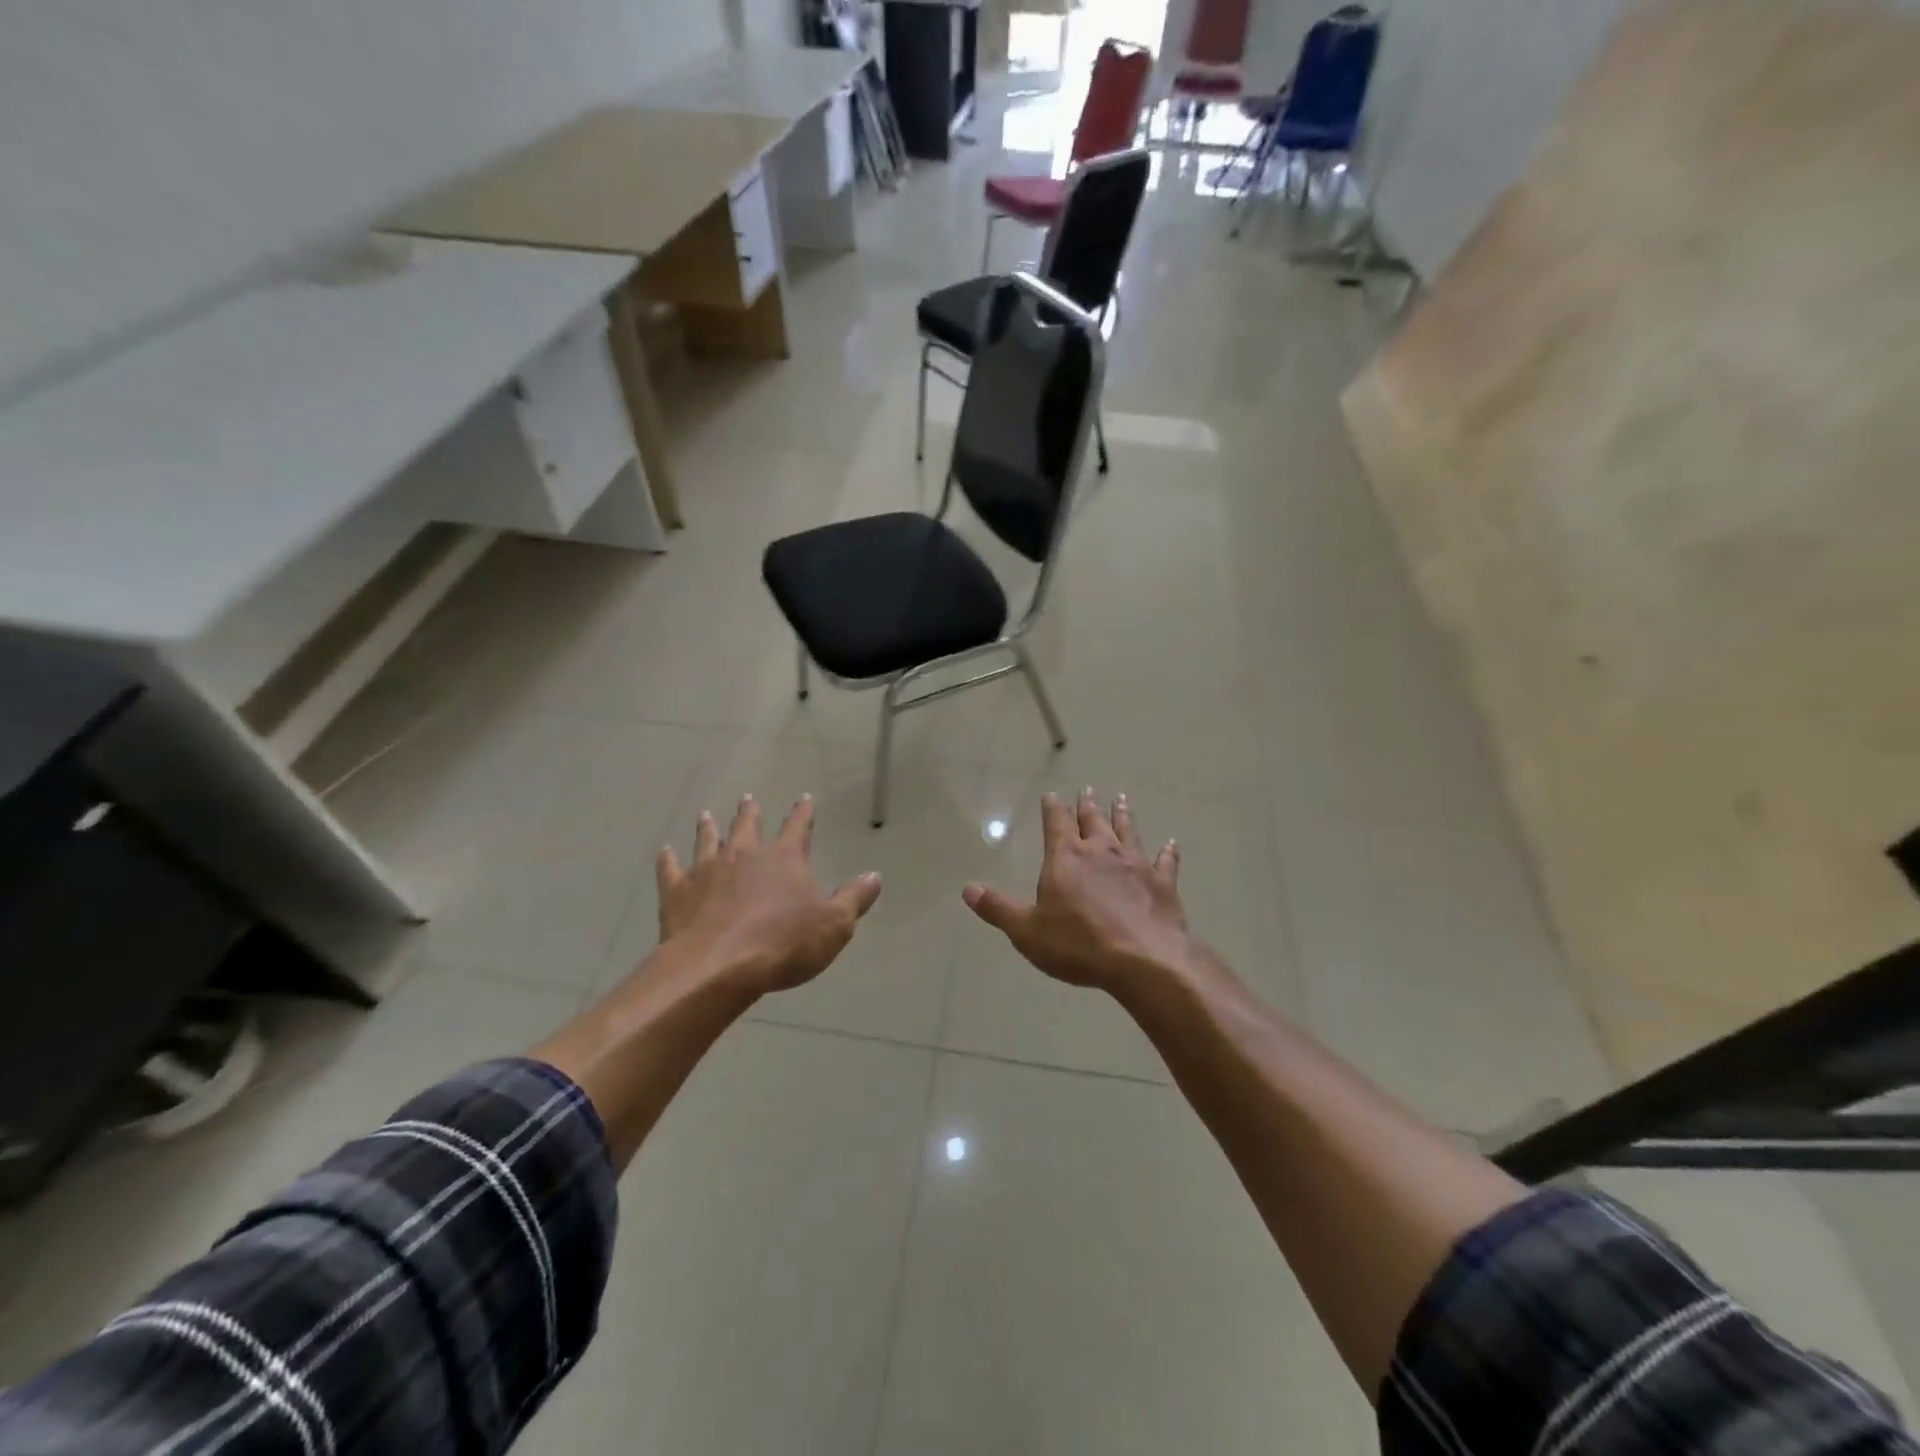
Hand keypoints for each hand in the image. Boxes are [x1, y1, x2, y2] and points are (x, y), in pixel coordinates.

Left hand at [656, 795, 881, 995]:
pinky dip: (668, 860)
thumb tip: (874, 876)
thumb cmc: (783, 945)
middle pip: (747, 825)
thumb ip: (854, 899)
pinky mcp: (677, 892)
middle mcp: (744, 855)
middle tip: (748, 799)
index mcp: (784, 859)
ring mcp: (707, 870)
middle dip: (750, 812)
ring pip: (708, 840)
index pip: (797, 827)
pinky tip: (665, 852)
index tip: (804, 798)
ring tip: (705, 815)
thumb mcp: (834, 926)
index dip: (803, 812)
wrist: (717, 967)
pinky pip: (671, 869)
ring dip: (708, 828)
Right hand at [962, 789, 1190, 991]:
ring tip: (1121, 799)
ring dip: (1123, 815)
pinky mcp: (1162, 883)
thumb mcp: (1027, 930)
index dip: (1052, 808)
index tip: (1052, 794)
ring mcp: (1135, 864)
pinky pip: (1165, 862)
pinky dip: (1168, 852)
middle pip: (1092, 821)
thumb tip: (967, 889)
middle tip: (1088, 790)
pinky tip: (1172, 844)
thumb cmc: (1078, 944)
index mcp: (1066, 858)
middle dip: (1087, 805)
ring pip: (1127, 831)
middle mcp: (1101, 851)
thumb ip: (998, 908)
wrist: (1142, 959)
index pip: (1056, 823)